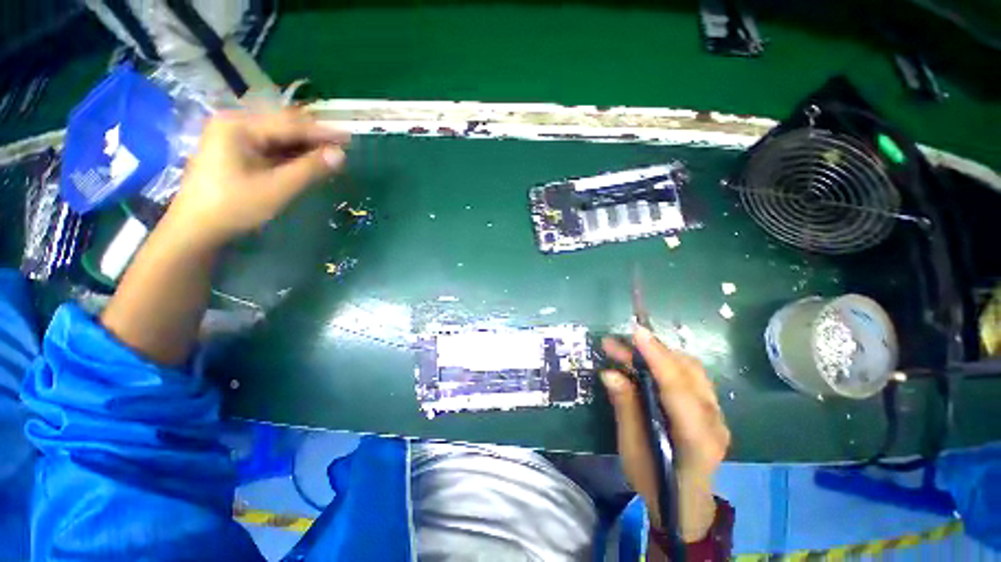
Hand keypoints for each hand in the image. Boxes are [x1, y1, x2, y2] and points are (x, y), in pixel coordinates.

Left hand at [165, 108, 349, 248]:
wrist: (196, 228)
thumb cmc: (234, 206)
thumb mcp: (277, 188)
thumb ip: (310, 169)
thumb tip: (341, 155)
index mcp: (239, 126)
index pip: (290, 124)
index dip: (322, 132)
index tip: (349, 136)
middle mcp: (234, 123)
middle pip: (283, 125)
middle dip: (313, 137)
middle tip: (341, 148)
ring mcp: (232, 136)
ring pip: (277, 136)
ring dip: (303, 145)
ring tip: (329, 155)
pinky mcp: (234, 150)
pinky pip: (269, 146)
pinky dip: (289, 153)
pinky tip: (306, 161)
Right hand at [600, 326, 729, 540]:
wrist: (685, 505)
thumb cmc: (654, 481)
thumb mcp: (632, 448)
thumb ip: (626, 408)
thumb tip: (610, 373)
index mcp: (696, 438)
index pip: (677, 388)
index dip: (657, 357)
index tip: (637, 332)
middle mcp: (715, 421)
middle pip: (687, 372)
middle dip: (651, 351)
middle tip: (617, 343)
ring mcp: (718, 414)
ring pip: (692, 369)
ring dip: (659, 353)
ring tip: (629, 349)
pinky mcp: (713, 409)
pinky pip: (692, 376)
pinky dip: (668, 362)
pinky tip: (647, 362)